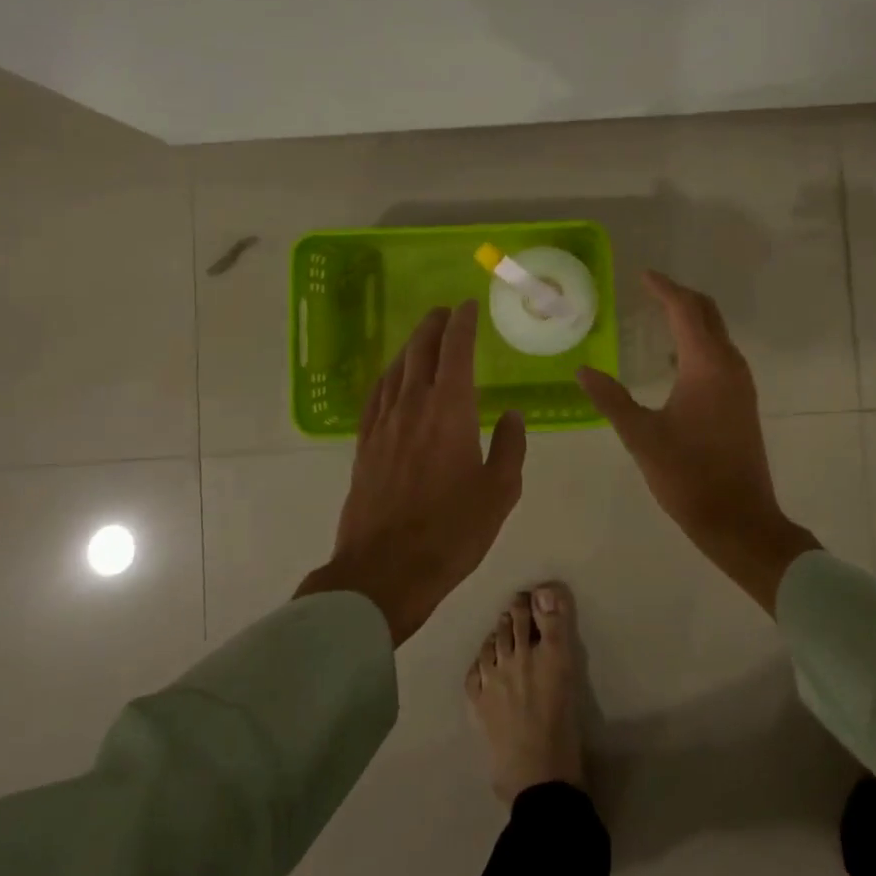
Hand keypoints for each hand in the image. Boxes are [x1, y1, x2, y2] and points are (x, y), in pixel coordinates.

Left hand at [297, 300, 526, 645]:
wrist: (384, 570)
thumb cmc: (452, 531)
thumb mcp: (499, 492)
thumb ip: (509, 447)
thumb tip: (511, 415)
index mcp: (450, 410)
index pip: (455, 350)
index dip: (462, 323)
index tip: (469, 305)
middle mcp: (413, 405)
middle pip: (420, 350)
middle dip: (434, 325)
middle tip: (446, 312)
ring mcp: (384, 424)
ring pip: (396, 369)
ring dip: (410, 345)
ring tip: (422, 336)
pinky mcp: (365, 445)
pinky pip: (376, 395)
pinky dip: (388, 375)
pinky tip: (392, 377)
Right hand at [576, 272, 819, 614]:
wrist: (739, 519)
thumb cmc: (688, 475)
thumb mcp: (641, 436)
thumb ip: (611, 398)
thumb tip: (583, 370)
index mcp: (706, 365)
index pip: (684, 310)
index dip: (663, 288)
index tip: (641, 275)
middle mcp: (729, 365)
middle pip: (707, 313)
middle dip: (679, 296)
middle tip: (648, 290)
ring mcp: (740, 383)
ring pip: (716, 333)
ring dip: (690, 318)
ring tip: (656, 317)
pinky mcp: (742, 400)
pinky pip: (720, 354)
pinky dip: (698, 342)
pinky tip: (674, 360)